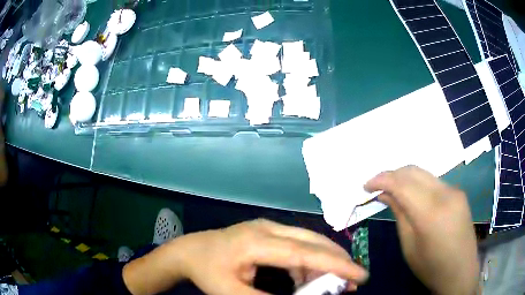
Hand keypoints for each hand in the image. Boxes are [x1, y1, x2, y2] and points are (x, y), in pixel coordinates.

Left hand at [123, 219, 368, 294]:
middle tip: (354, 280)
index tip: (360, 274)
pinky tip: (306, 278)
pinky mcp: (267, 231)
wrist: (190, 250)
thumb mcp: (231, 292)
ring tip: (332, 283)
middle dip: (337, 259)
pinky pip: (297, 245)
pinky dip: (308, 262)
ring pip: (308, 241)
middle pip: (313, 241)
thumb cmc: (208, 271)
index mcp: (257, 242)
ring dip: (323, 261)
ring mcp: (268, 226)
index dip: (336, 264)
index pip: (305, 253)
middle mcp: (268, 228)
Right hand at [364, 165, 478, 294]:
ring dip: (405, 178)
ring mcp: (454, 191)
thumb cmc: (431, 267)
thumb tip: (385, 194)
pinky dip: (419, 184)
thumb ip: (400, 214)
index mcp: (431, 213)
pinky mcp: (458, 192)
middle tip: (377, 185)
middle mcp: (445, 194)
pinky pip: (434, 182)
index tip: (366, 185)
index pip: (402, 184)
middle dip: (392, 174)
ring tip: (393, 189)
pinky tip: (413, 195)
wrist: (461, 271)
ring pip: (424, 174)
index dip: (381, 180)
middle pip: (413, 171)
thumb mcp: (409, 246)